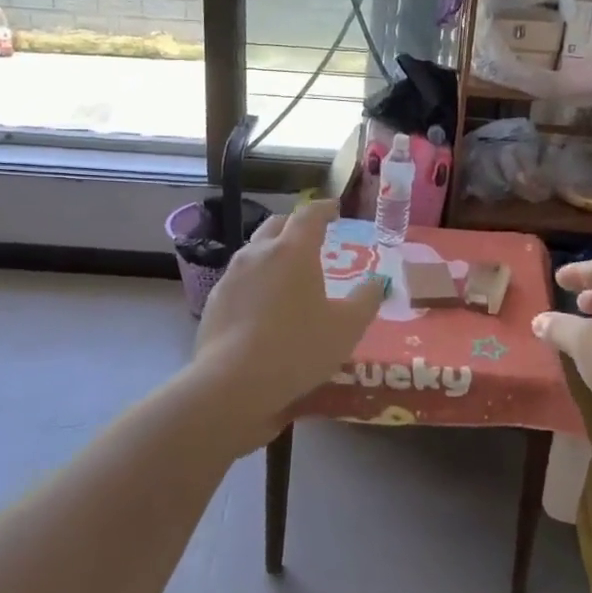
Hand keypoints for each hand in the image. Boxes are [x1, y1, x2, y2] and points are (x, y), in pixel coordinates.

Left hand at [192, 199, 384, 443]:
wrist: (233, 384)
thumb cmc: (298, 349)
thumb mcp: (347, 328)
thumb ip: (366, 300)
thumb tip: (377, 282)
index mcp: (293, 250)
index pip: (309, 214)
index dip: (324, 208)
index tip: (334, 208)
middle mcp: (258, 254)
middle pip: (276, 225)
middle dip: (295, 225)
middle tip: (311, 236)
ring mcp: (231, 277)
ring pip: (254, 251)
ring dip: (273, 252)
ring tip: (288, 271)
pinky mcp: (215, 302)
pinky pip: (240, 280)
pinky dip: (257, 281)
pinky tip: (264, 304)